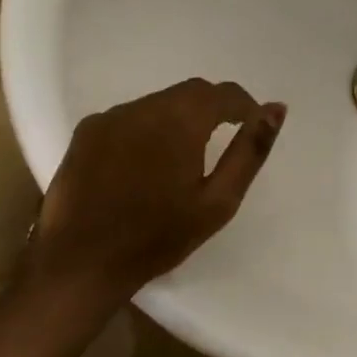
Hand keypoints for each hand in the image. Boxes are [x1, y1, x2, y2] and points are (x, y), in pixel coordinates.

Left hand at [25, 78, 286, 306]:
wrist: (80, 264)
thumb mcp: (218, 200)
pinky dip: (148, 128)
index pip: (223, 93)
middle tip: (224, 140)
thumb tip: (276, 109)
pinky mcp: (86, 132)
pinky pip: (130, 117)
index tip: (252, 125)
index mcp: (180, 121)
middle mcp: (143, 107)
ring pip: (159, 103)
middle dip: (213, 108)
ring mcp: (110, 117)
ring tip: (184, 156)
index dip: (244, 105)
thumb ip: (250, 150)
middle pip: (190, 93)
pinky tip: (146, 163)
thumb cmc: (157, 236)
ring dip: (179, 118)